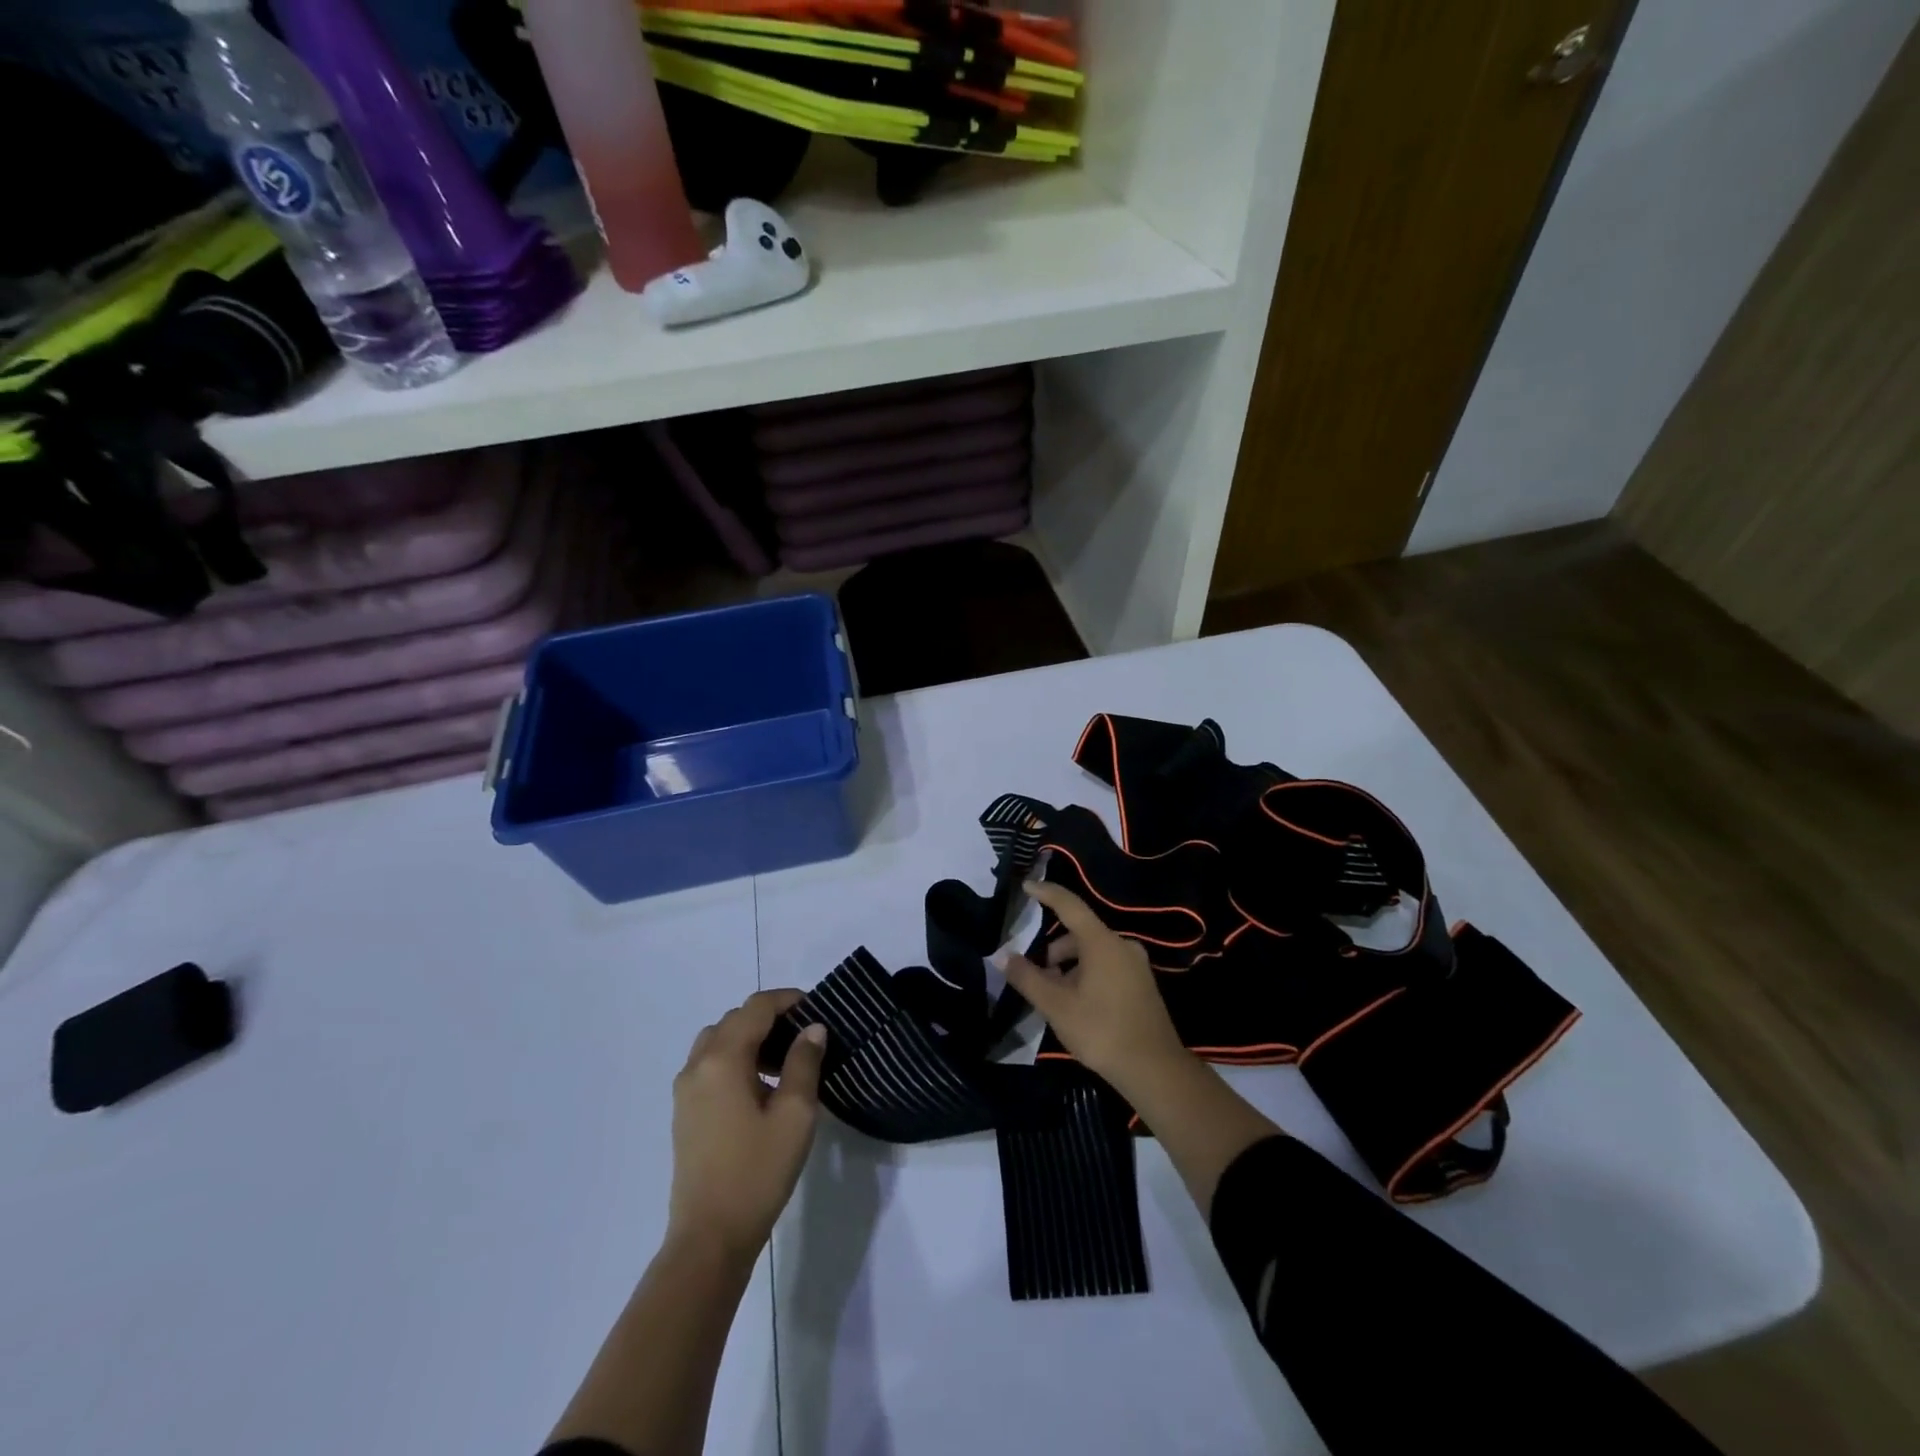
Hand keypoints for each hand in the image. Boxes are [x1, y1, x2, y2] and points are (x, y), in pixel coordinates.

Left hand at [668, 989, 827, 1264]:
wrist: (709, 1238)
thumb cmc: (757, 1172)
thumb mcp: (794, 1114)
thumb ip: (804, 1063)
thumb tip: (812, 1028)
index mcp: (723, 1059)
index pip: (756, 1008)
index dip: (787, 1000)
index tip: (816, 1008)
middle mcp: (697, 1066)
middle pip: (734, 1020)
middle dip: (769, 1018)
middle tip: (803, 1036)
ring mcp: (685, 1091)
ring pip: (718, 1042)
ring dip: (750, 1039)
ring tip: (783, 1062)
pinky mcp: (684, 1113)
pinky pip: (709, 1066)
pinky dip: (734, 1059)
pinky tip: (759, 1089)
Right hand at [996, 880, 1193, 1099]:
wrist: (1155, 1069)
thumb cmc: (1101, 1031)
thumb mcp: (1056, 1006)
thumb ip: (1027, 977)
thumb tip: (1002, 956)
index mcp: (1102, 942)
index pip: (1069, 905)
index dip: (1046, 893)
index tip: (1027, 885)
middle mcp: (1122, 945)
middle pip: (1079, 934)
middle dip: (1054, 951)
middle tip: (1036, 977)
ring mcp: (1136, 964)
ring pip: (1093, 952)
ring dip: (1070, 967)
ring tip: (1056, 998)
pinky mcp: (1142, 983)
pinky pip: (1107, 966)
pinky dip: (1087, 975)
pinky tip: (1078, 1004)